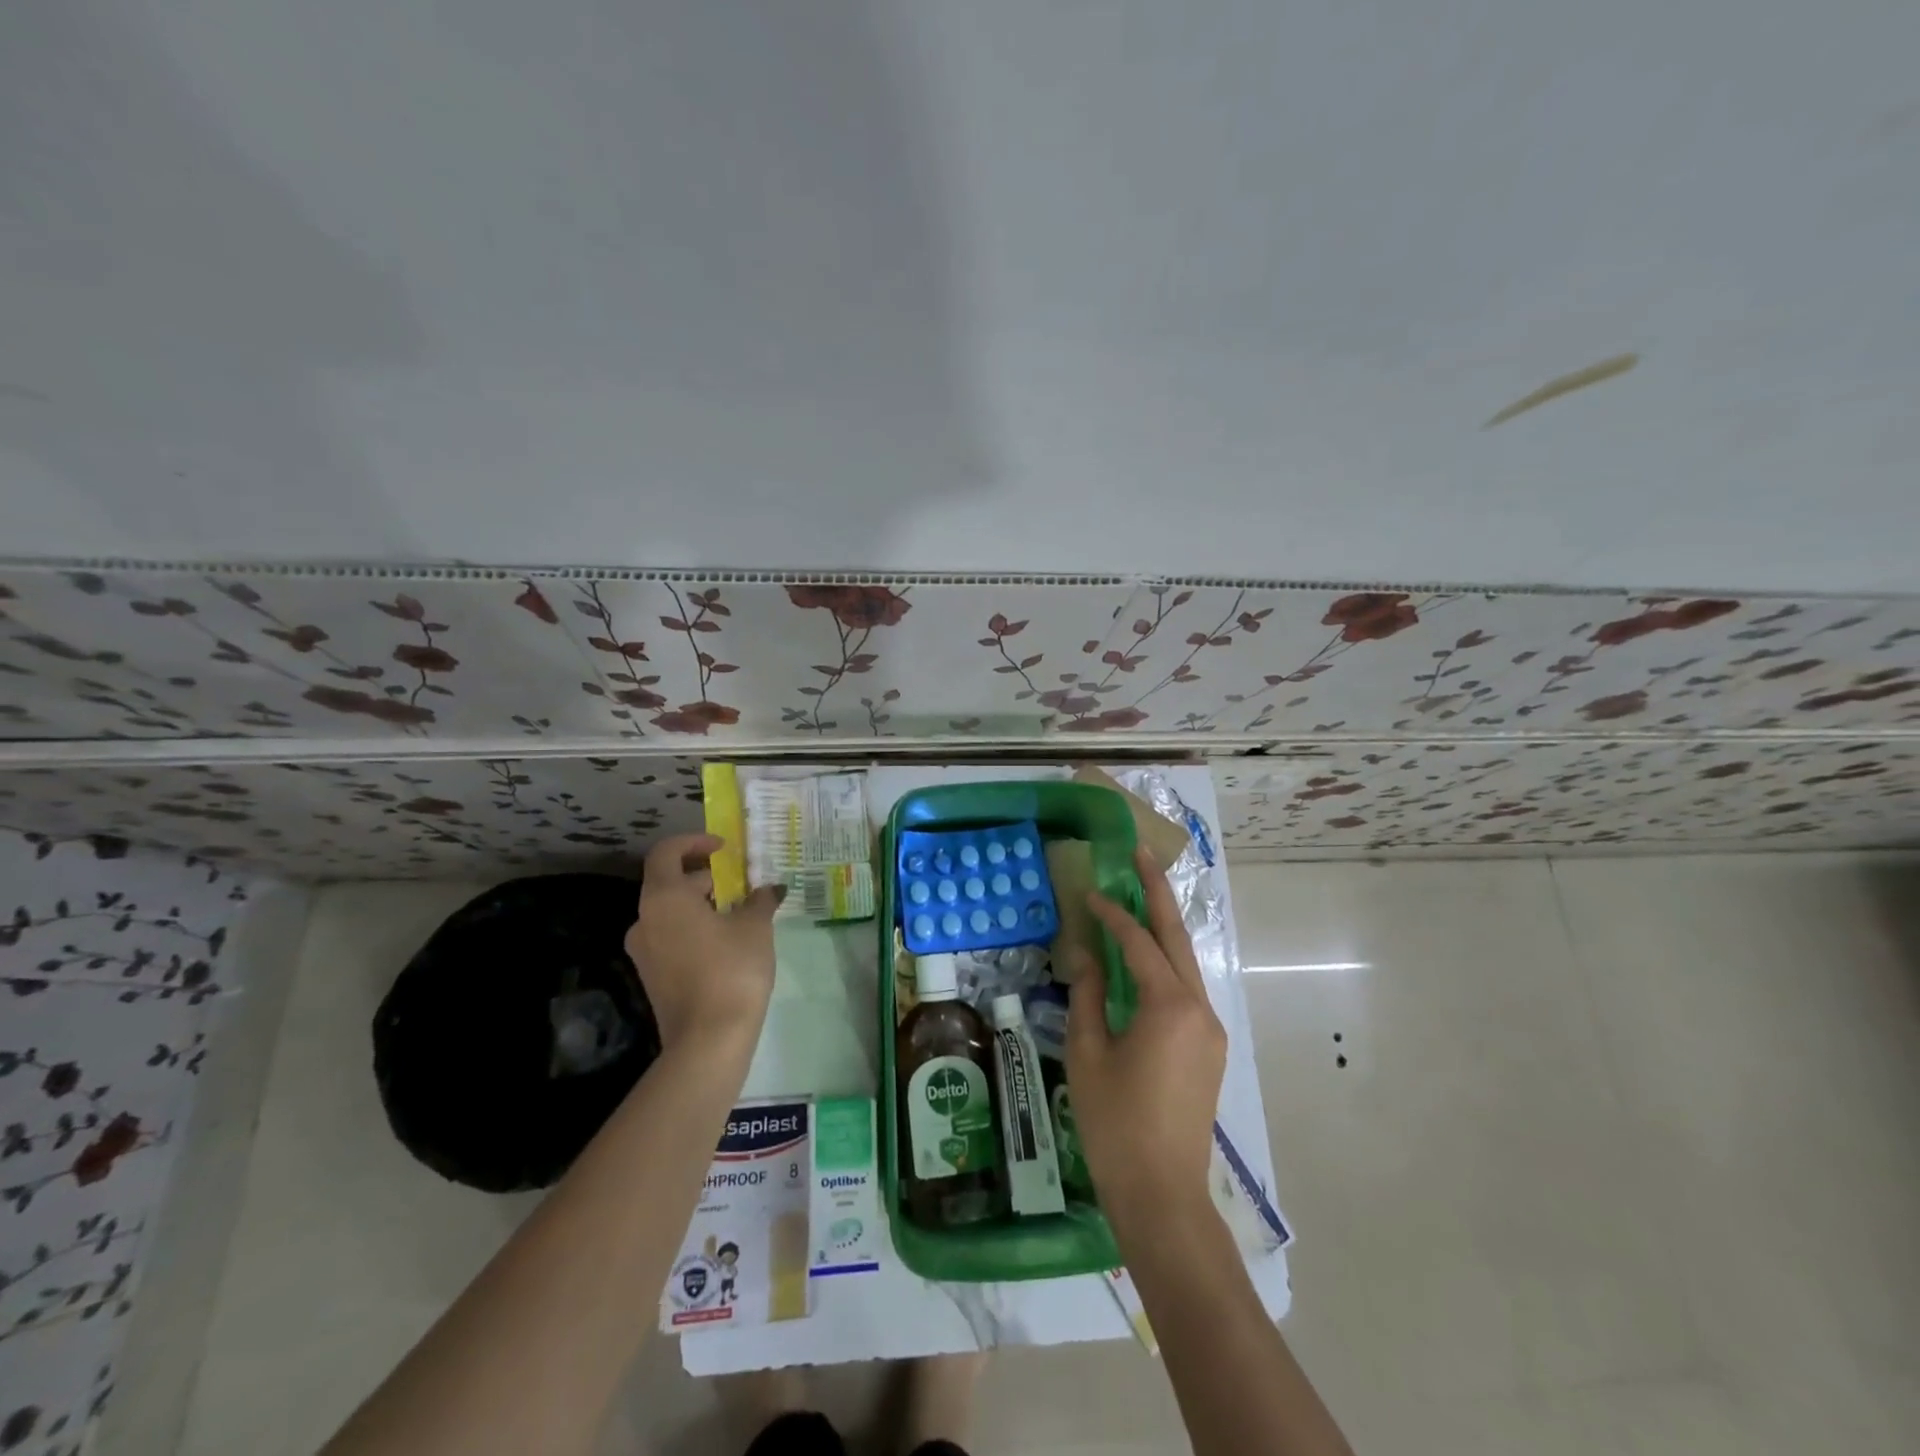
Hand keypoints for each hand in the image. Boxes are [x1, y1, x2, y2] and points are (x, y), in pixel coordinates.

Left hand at [625, 834, 782, 1053]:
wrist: (708, 1039)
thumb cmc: (732, 969)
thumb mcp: (755, 926)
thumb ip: (760, 900)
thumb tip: (769, 889)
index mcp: (664, 898)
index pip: (666, 852)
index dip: (694, 842)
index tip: (723, 848)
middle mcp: (644, 919)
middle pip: (668, 882)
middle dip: (705, 876)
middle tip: (740, 882)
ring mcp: (643, 951)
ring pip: (670, 911)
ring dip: (701, 903)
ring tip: (738, 911)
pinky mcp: (651, 976)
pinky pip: (671, 936)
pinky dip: (694, 927)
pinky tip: (726, 940)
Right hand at [1066, 845, 1226, 1225]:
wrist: (1163, 1195)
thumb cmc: (1115, 1123)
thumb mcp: (1089, 1053)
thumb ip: (1088, 994)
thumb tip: (1085, 952)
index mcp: (1170, 1006)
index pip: (1139, 943)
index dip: (1112, 914)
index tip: (1089, 893)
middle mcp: (1199, 1008)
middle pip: (1177, 938)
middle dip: (1158, 894)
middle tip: (1141, 854)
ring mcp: (1209, 1029)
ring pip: (1185, 963)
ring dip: (1162, 929)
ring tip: (1140, 896)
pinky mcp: (1208, 1048)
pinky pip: (1185, 989)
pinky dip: (1164, 964)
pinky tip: (1143, 958)